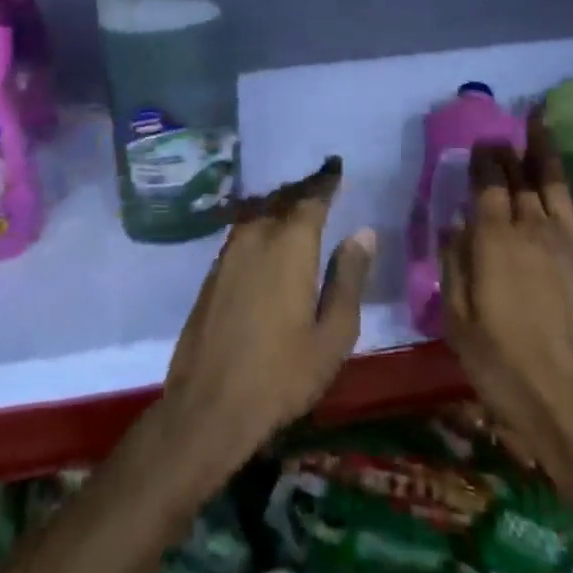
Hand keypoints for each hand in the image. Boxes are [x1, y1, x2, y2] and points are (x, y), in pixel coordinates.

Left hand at [159, 160, 374, 483]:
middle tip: (322, 182)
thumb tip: (364, 232)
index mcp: (290, 245)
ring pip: (260, 212)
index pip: (311, 198)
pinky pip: (243, 230)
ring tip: (298, 204)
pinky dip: (261, 222)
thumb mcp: (331, 335)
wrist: (208, 406)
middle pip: (283, 199)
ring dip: (280, 203)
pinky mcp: (214, 271)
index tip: (336, 166)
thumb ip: (349, 279)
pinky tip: (268, 236)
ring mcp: (229, 252)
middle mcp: (257, 236)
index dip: (326, 181)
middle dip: (303, 189)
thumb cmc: (281, 375)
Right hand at [440, 109, 572, 501]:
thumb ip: (454, 267)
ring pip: (557, 183)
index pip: (487, 183)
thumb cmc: (508, 371)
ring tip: (541, 120)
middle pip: (520, 177)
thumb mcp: (459, 324)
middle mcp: (533, 228)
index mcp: (494, 240)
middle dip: (510, 149)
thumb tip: (453, 224)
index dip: (483, 158)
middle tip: (504, 129)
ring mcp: (572, 242)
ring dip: (547, 149)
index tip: (480, 142)